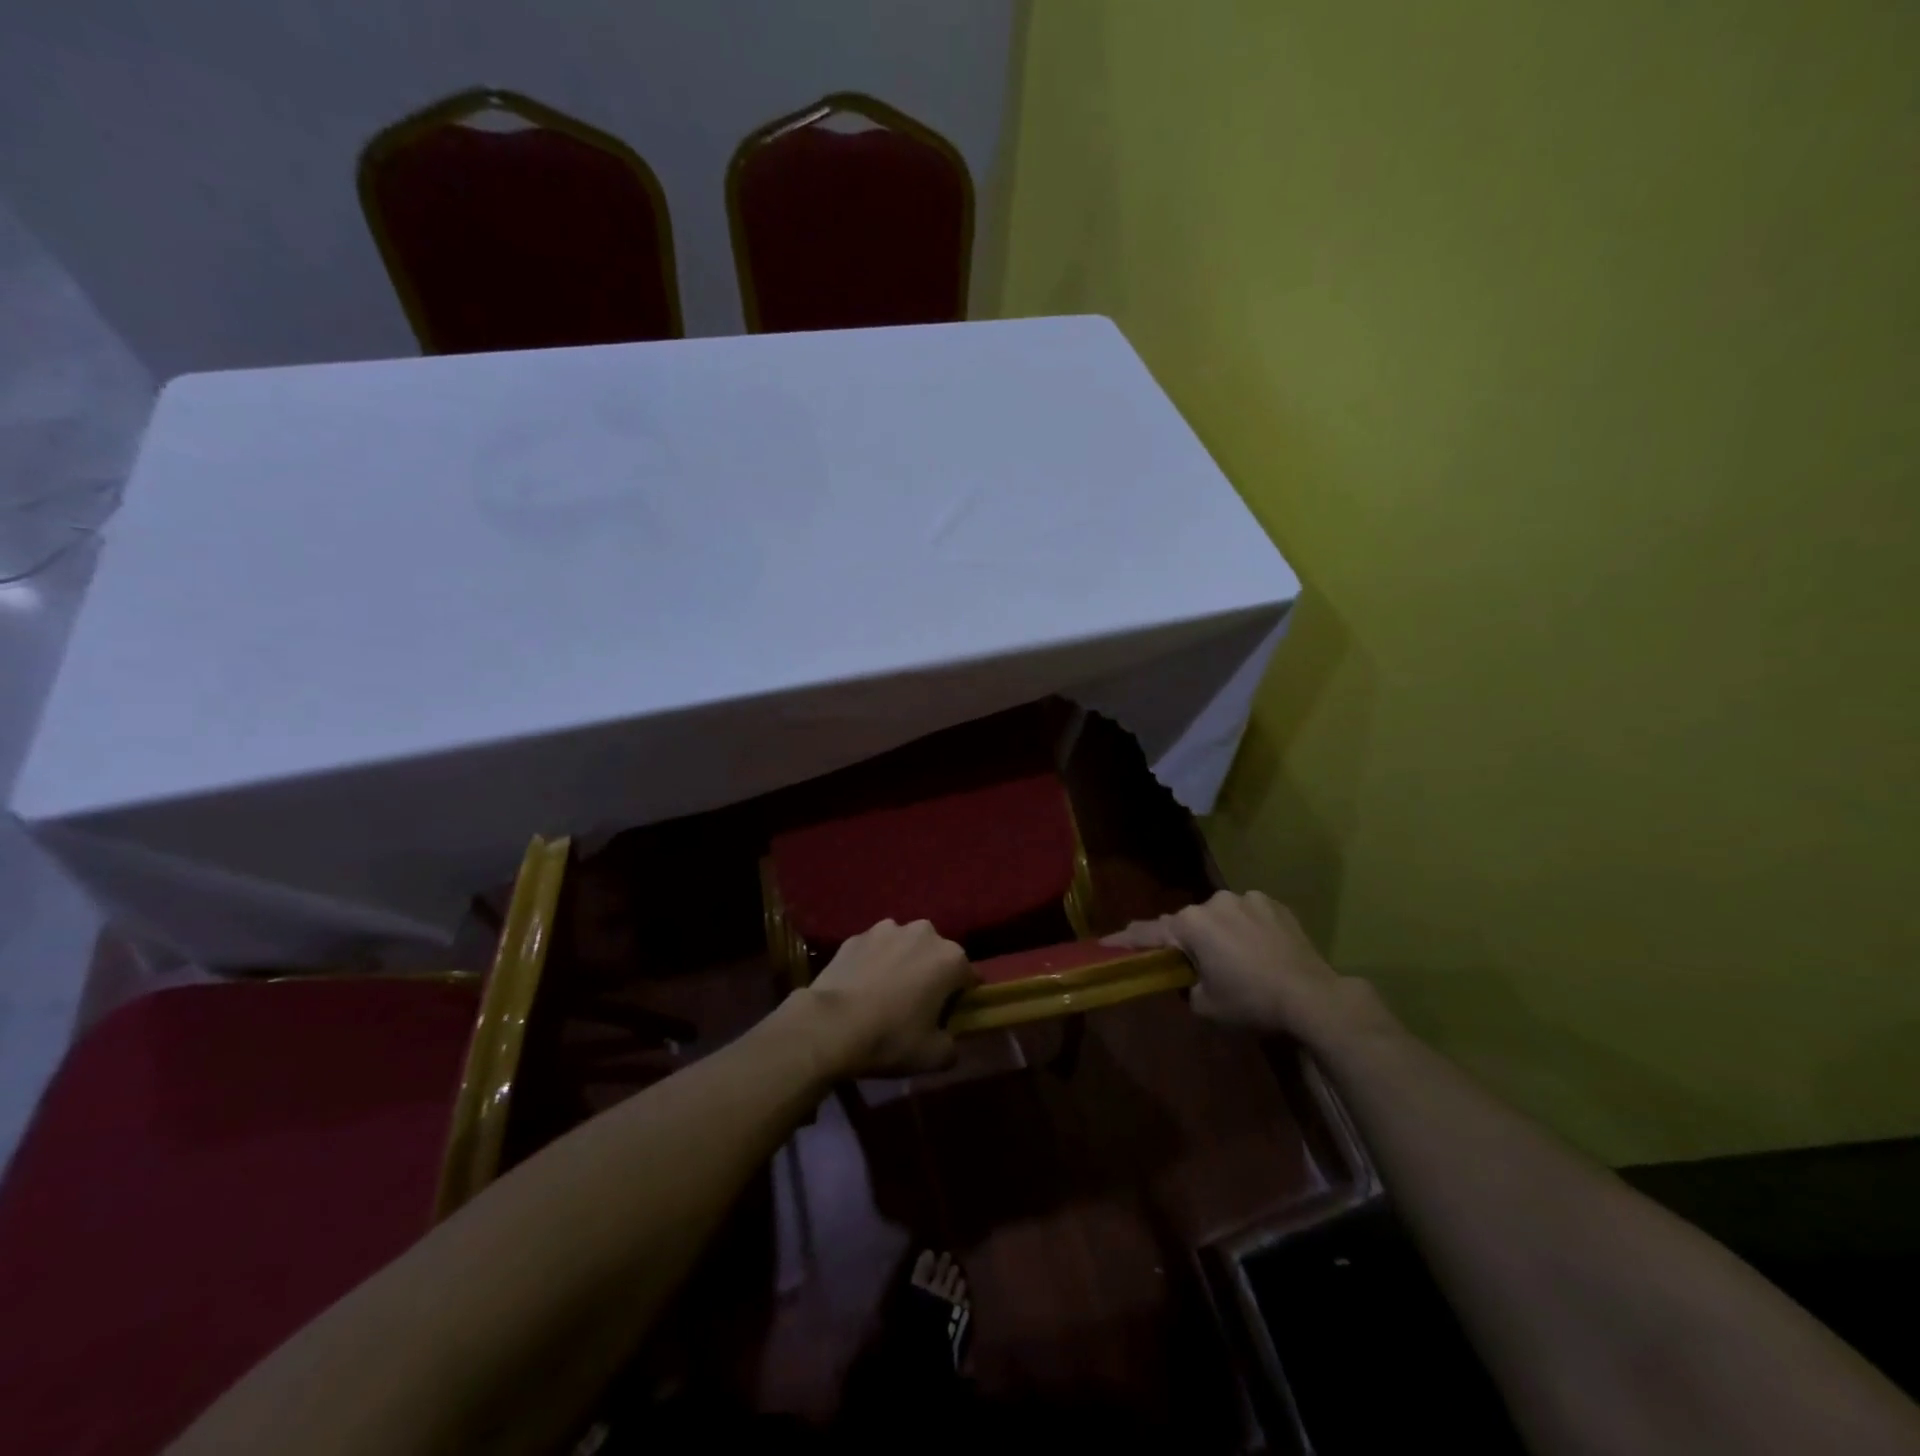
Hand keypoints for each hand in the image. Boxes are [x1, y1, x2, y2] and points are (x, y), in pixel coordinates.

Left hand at [798, 919, 973, 1078]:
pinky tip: (861, 987)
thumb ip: (952, 1045)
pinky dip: (874, 963)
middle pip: (936, 955)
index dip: (962, 997)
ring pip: (904, 947)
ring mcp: (886, 929)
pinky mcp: (856, 936)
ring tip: (885, 993)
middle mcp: (923, 933)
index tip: (950, 1016)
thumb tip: (948, 1039)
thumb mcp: (934, 1057)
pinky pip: (875, 950)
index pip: (969, 976)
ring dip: (902, 963)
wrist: (830, 1025)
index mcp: (950, 958)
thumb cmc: (890, 1038)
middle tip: (917, 1005)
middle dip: (931, 974)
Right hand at [1104, 890, 1389, 1049]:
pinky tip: (1260, 949)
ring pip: (1219, 916)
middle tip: (1195, 965)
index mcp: (1190, 925)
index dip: (1125, 940)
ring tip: (1236, 959)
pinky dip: (1246, 928)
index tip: (1106, 942)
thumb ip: (1186, 985)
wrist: (1312, 996)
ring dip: (1219, 932)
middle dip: (1188, 941)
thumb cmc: (1251, 1001)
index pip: (1149, 933)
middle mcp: (1213, 902)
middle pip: (1188, 923)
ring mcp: (1246, 898)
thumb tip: (1190, 976)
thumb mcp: (1206, 1005)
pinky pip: (1247, 913)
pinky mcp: (1272, 902)